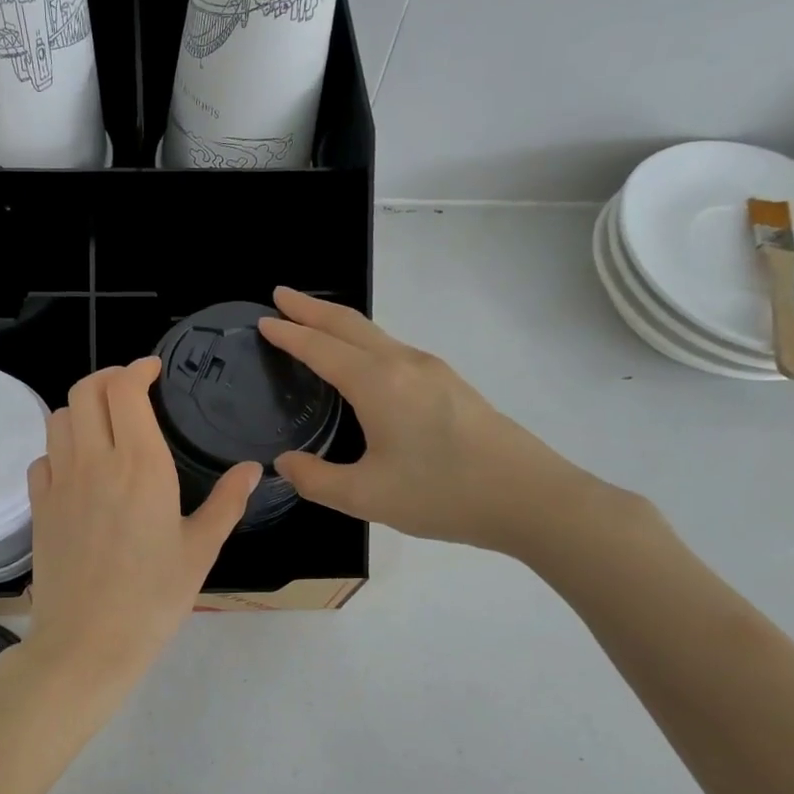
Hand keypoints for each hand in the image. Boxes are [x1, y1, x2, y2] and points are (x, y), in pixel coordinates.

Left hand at [23, 358, 261, 697]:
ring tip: (104, 426)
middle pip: (85, 391)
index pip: (124, 389)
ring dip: (81, 409)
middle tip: (131, 391)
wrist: (88, 642)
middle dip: (108, 379)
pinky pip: (42, 458)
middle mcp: (93, 461)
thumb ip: (227, 502)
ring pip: (58, 418)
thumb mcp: (200, 550)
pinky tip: (79, 469)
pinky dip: (59, 449)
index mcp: (139, 464)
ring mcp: (59, 483)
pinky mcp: (39, 507)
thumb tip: (252, 469)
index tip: (152, 371)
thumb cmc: (153, 598)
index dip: (136, 369)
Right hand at [257, 287, 604, 556]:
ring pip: (375, 334)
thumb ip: (315, 480)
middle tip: (281, 297)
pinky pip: (393, 349)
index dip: (289, 334)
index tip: (263, 320)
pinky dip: (363, 342)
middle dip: (311, 308)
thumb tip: (284, 463)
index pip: (321, 348)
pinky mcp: (449, 384)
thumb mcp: (366, 497)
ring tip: (313, 325)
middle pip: (349, 324)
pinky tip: (360, 363)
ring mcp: (432, 370)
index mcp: (378, 384)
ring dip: (338, 324)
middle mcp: (404, 364)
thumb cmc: (442, 494)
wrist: (529, 497)